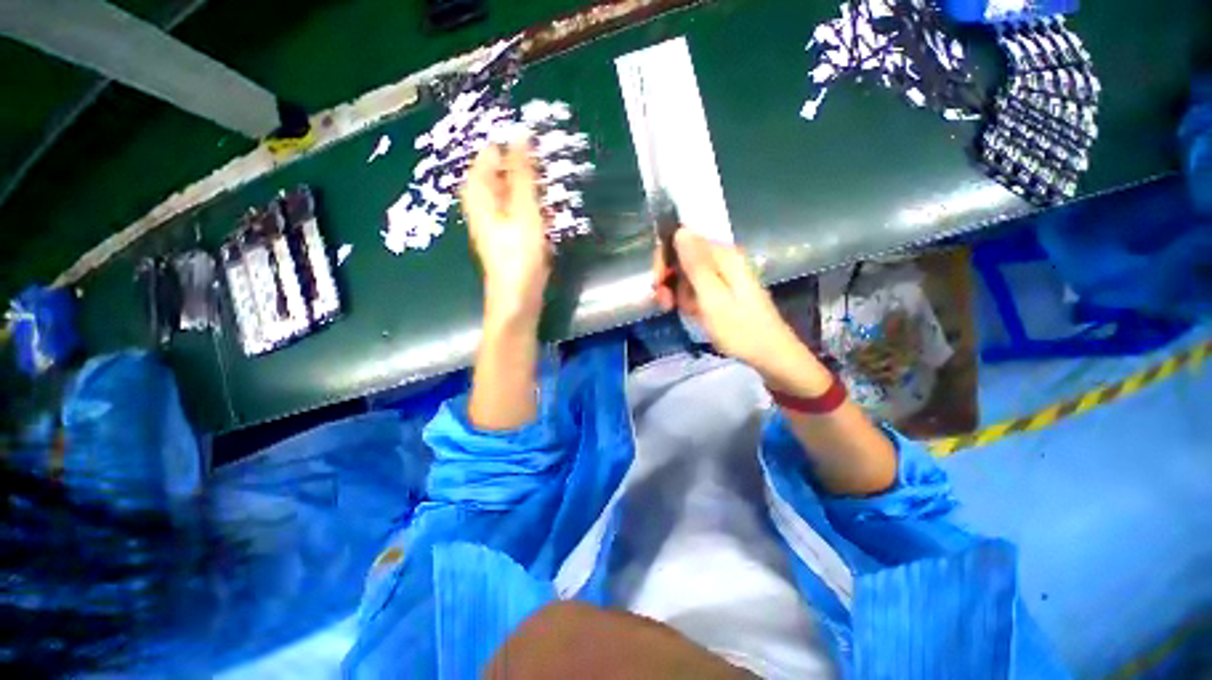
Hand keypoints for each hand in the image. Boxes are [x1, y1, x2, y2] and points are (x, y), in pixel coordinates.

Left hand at [460, 141, 550, 328]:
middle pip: (503, 173)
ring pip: (515, 192)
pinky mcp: (509, 233)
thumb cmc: (519, 252)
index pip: (491, 153)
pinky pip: (522, 210)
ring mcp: (496, 219)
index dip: (514, 148)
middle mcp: (483, 202)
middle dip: (527, 171)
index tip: (539, 150)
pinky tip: (547, 215)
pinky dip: (534, 208)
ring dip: (534, 190)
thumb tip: (521, 134)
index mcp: (479, 191)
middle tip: (548, 177)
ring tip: (550, 196)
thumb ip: (523, 172)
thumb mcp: (523, 207)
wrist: (518, 295)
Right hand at [653, 230, 830, 396]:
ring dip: (678, 293)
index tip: (658, 284)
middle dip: (670, 280)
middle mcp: (724, 259)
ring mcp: (724, 275)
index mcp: (724, 255)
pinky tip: (691, 314)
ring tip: (681, 312)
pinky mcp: (723, 290)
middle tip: (665, 304)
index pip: (683, 240)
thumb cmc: (739, 328)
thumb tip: (680, 229)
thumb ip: (695, 264)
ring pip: (687, 275)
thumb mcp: (712, 297)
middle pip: (684, 258)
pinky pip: (697, 288)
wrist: (769, 355)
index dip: (665, 260)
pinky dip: (689, 300)